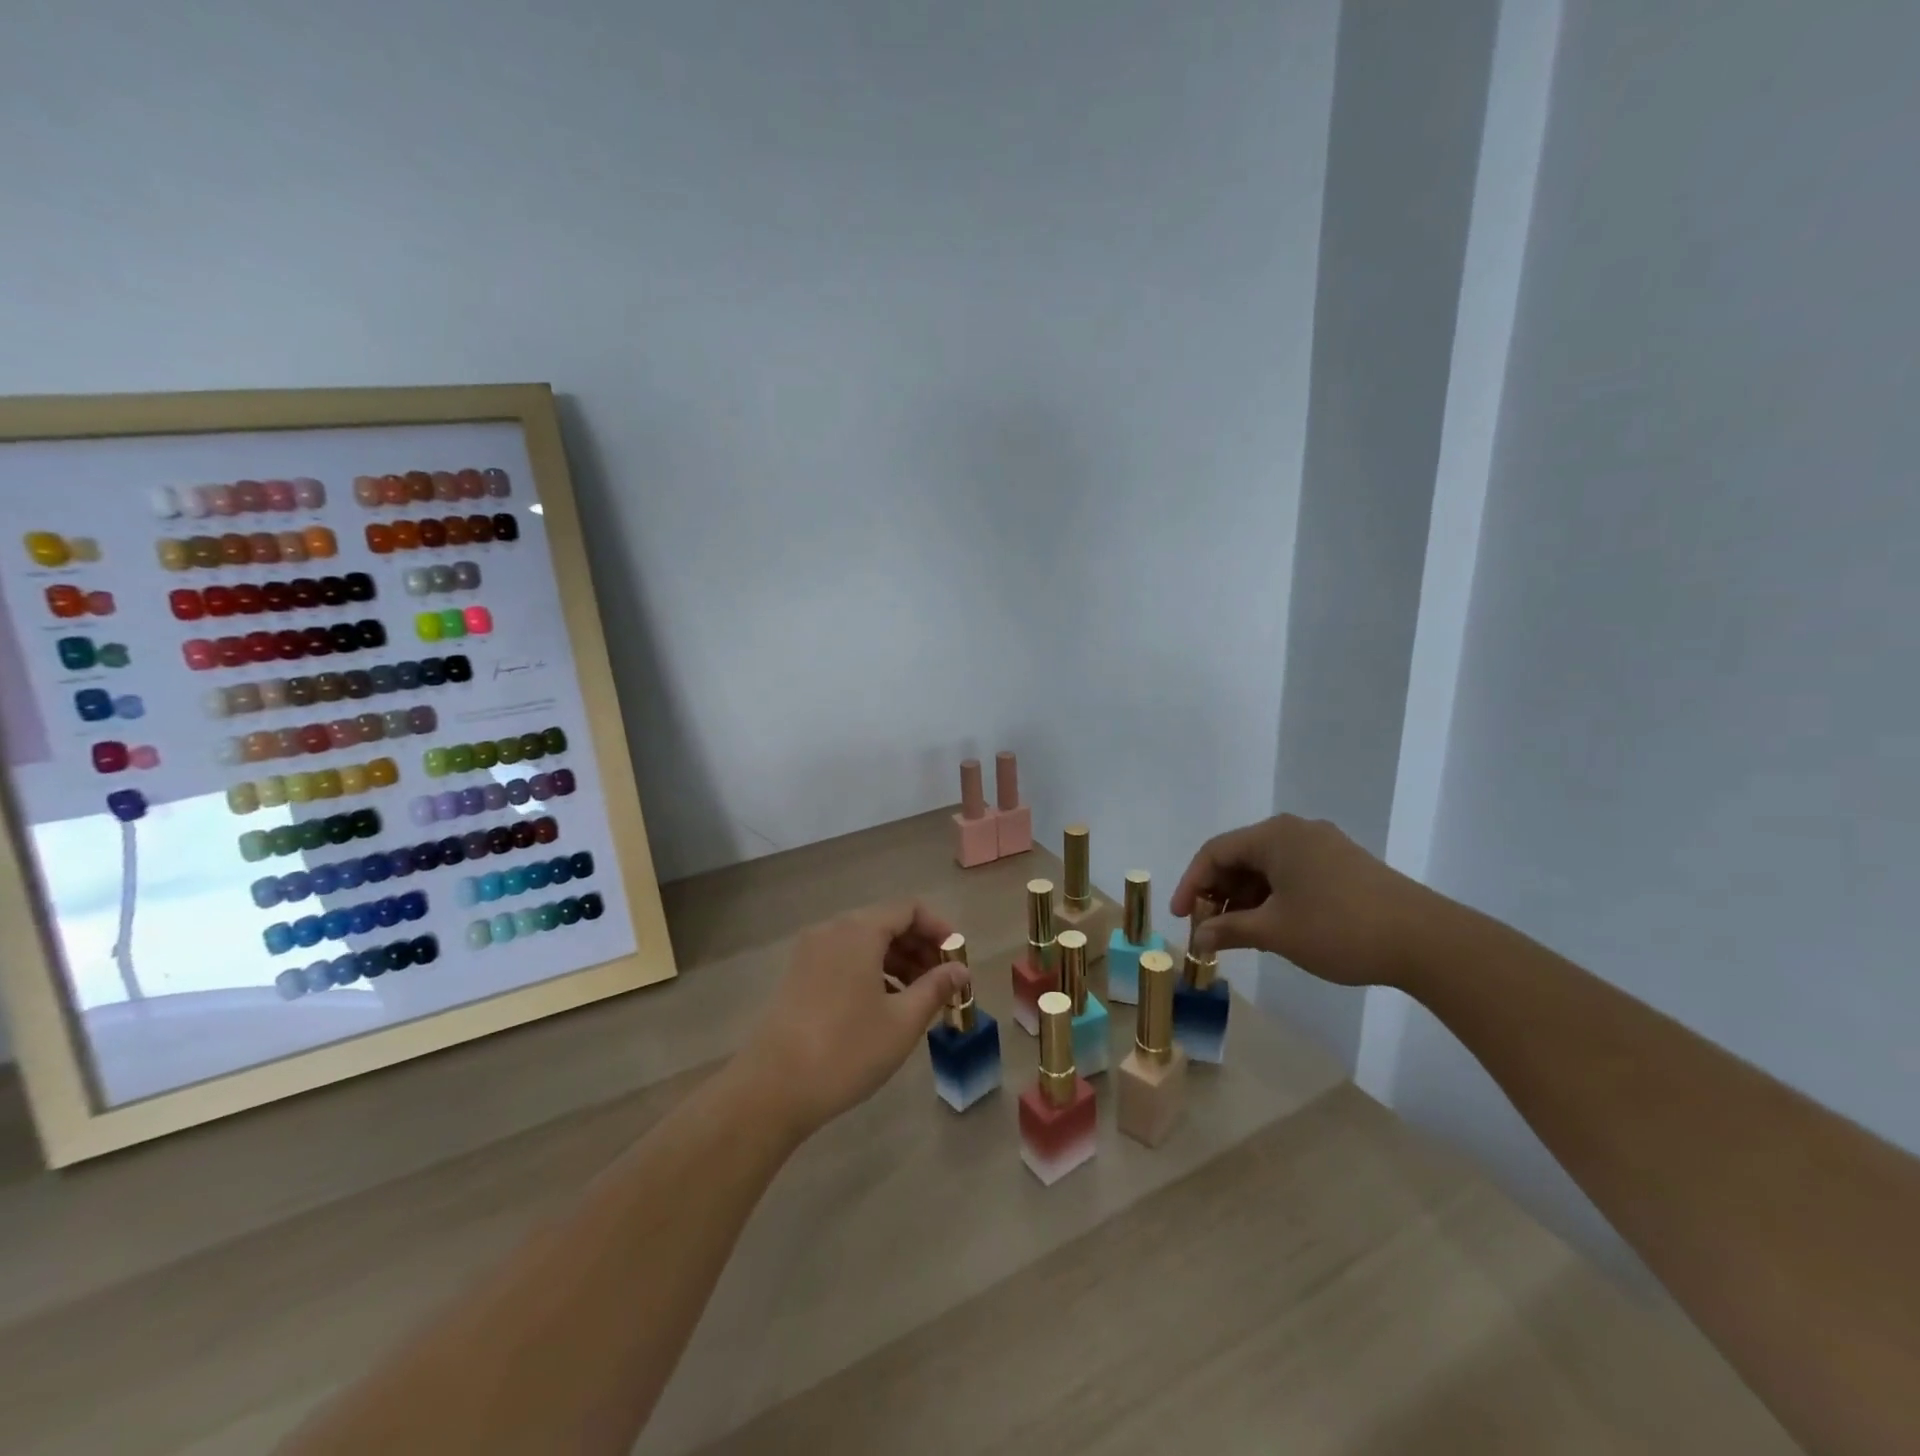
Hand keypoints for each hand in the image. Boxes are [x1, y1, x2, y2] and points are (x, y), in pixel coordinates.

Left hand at [741, 900, 967, 1140]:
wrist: (772, 1089)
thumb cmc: (846, 1049)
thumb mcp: (902, 1021)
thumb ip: (936, 988)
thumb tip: (960, 970)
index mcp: (858, 930)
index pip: (909, 909)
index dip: (939, 929)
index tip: (958, 960)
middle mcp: (832, 930)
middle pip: (886, 923)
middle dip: (919, 948)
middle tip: (943, 983)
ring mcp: (810, 952)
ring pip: (864, 943)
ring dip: (897, 962)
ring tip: (918, 998)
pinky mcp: (798, 976)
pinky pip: (844, 959)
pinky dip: (870, 972)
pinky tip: (884, 1006)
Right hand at [1170, 814, 1438, 987]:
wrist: (1427, 941)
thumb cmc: (1338, 929)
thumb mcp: (1275, 932)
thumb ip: (1229, 929)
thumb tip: (1198, 938)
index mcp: (1274, 835)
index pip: (1215, 852)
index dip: (1191, 884)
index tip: (1180, 918)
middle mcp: (1296, 831)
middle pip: (1240, 857)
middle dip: (1218, 893)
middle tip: (1208, 929)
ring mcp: (1324, 846)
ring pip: (1267, 867)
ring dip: (1245, 898)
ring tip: (1238, 934)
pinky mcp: (1344, 865)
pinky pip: (1292, 874)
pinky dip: (1272, 897)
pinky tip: (1272, 926)